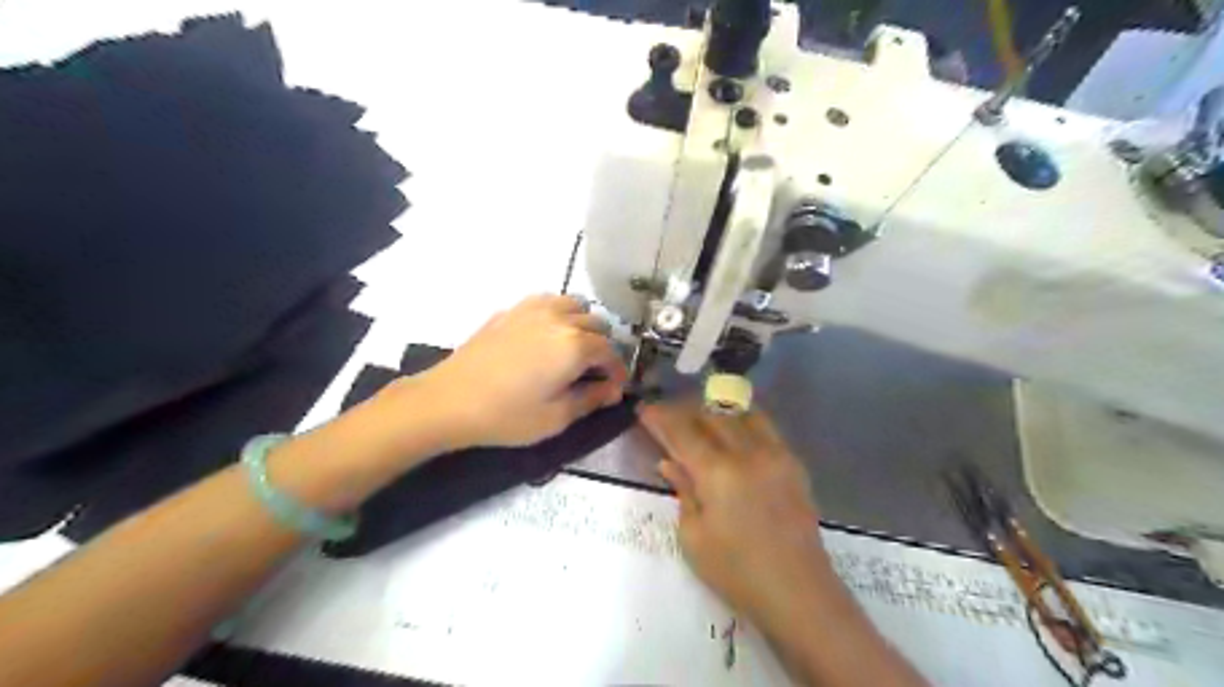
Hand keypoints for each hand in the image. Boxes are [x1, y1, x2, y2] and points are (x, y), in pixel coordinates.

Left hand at [422, 296, 631, 449]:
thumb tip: (613, 390)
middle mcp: (559, 319)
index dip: (618, 371)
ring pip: (574, 304)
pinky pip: (547, 302)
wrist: (448, 400)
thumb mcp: (556, 418)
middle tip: (594, 371)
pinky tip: (545, 335)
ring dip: (582, 323)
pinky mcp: (510, 310)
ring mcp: (532, 309)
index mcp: (575, 345)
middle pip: (597, 323)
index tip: (615, 389)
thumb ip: (592, 399)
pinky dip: (558, 314)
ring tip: (573, 348)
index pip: (611, 352)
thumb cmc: (507, 416)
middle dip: (603, 346)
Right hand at [635, 401, 825, 626]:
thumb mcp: (694, 537)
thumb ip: (682, 490)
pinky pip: (764, 426)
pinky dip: (742, 420)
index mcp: (718, 473)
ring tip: (699, 418)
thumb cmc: (737, 572)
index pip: (683, 431)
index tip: (645, 409)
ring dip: (716, 410)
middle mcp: (748, 453)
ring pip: (741, 413)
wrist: (798, 592)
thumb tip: (669, 462)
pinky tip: (733, 431)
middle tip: (668, 415)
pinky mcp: (793, 463)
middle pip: (712, 414)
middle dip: (685, 410)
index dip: (661, 417)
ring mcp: (775, 454)